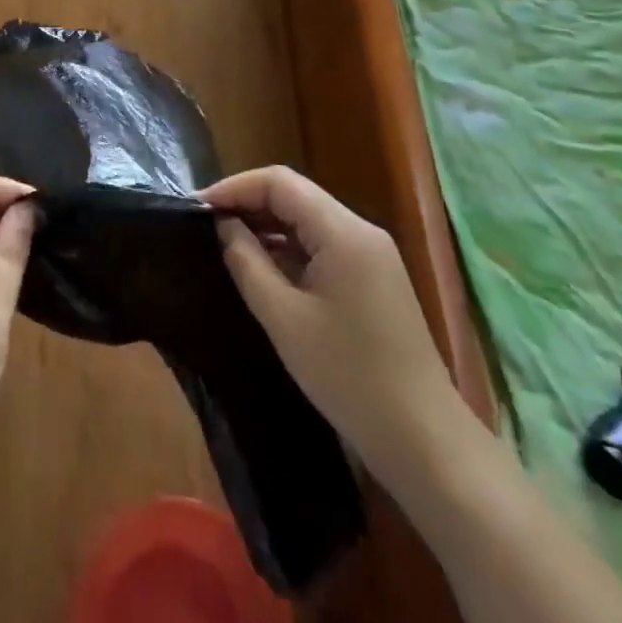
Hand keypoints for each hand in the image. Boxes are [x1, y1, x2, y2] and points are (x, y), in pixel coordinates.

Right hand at [200, 166, 467, 492]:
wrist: (423, 439)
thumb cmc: (348, 376)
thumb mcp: (283, 318)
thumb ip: (247, 262)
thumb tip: (224, 226)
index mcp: (343, 232)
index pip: (280, 182)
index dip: (235, 187)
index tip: (198, 208)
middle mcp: (361, 231)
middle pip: (295, 195)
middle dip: (248, 203)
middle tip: (206, 225)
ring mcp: (372, 254)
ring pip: (308, 219)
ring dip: (267, 225)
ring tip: (225, 243)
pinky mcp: (373, 278)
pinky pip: (322, 244)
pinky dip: (289, 247)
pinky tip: (263, 267)